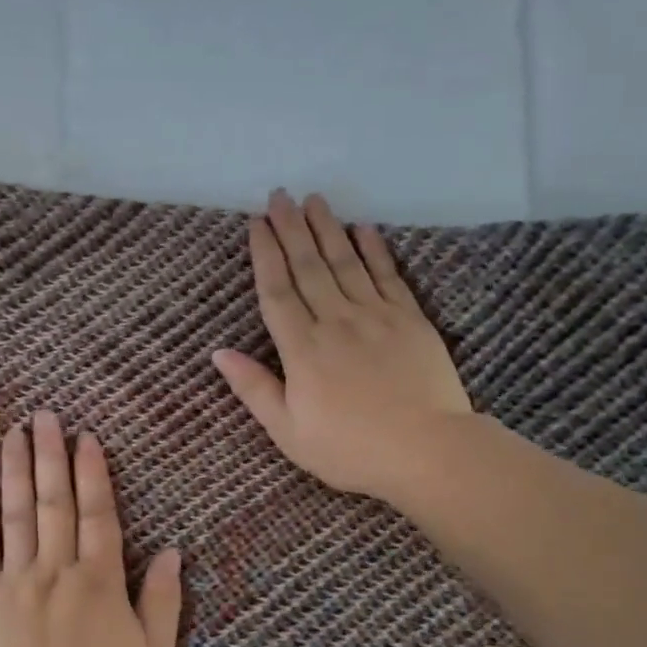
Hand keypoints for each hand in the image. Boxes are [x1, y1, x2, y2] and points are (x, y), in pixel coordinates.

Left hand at [0, 411, 183, 646]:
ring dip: (16, 470)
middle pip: (56, 501)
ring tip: (13, 432)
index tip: (86, 438)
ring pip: (18, 513)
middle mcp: (58, 569)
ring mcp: (17, 580)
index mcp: (101, 581)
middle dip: (52, 455)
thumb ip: (163, 602)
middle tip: (45, 415)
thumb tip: (175, 552)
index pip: (98, 514)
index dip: (93, 474)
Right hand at [212, 190, 472, 508]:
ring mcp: (376, 317)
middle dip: (292, 229)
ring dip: (328, 229)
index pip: (276, 292)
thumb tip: (219, 353)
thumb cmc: (350, 449)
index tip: (256, 224)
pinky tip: (364, 229)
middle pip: (308, 267)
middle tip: (280, 195)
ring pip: (346, 263)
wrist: (427, 451)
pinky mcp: (410, 320)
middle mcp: (336, 322)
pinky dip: (375, 250)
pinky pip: (388, 276)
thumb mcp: (288, 431)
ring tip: (314, 200)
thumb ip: (254, 389)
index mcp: (302, 350)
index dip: (265, 255)